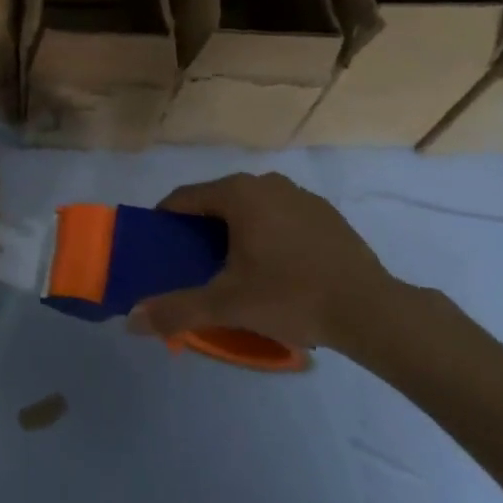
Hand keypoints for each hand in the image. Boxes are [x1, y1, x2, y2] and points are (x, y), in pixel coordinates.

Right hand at [127, 172, 406, 357]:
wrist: (371, 310)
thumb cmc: (291, 296)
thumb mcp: (228, 306)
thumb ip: (177, 309)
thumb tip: (131, 320)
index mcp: (239, 193)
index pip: (185, 198)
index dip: (165, 221)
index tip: (158, 249)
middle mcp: (266, 182)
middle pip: (218, 202)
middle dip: (201, 231)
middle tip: (195, 268)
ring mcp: (300, 196)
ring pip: (251, 209)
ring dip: (235, 234)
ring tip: (235, 272)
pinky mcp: (325, 214)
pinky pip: (280, 218)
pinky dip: (268, 236)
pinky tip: (277, 271)